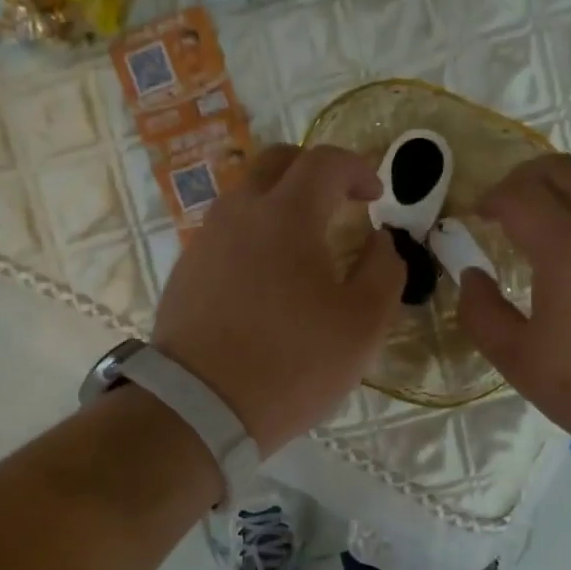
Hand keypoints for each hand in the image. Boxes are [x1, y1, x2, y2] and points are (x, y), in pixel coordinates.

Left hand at [151, 143, 404, 454]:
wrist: (200, 407)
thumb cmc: (292, 364)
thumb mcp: (363, 324)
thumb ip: (384, 271)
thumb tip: (381, 241)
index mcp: (286, 214)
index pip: (325, 161)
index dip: (358, 169)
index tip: (376, 196)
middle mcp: (239, 213)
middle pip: (277, 162)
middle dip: (315, 171)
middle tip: (340, 201)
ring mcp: (206, 240)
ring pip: (246, 196)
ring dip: (281, 202)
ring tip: (305, 242)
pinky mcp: (186, 270)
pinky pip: (226, 232)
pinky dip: (255, 234)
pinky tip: (267, 276)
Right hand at [457, 154, 570, 480]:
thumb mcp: (521, 362)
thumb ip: (482, 314)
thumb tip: (472, 275)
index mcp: (568, 246)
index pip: (520, 194)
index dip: (491, 198)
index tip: (477, 217)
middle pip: (563, 169)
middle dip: (525, 178)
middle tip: (506, 206)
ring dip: (566, 183)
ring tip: (550, 213)